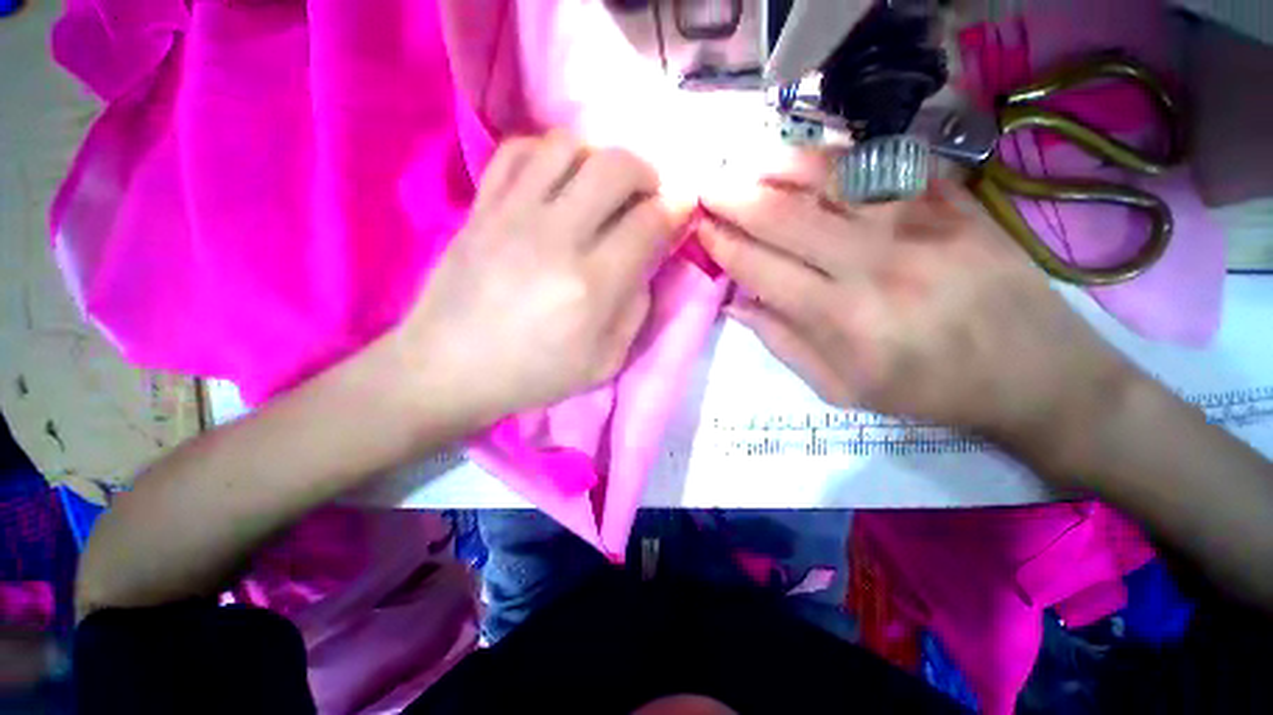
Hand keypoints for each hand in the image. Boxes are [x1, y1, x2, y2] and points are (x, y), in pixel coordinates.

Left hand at [386, 132, 681, 424]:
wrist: (449, 368)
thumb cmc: (534, 374)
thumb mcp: (605, 362)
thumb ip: (637, 309)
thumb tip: (647, 261)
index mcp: (592, 286)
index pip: (649, 223)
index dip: (675, 208)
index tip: (681, 207)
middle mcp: (556, 238)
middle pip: (615, 167)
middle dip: (646, 172)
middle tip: (647, 194)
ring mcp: (513, 215)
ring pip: (568, 146)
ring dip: (599, 157)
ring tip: (602, 186)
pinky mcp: (482, 208)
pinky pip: (518, 152)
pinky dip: (547, 153)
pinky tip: (556, 180)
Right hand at [698, 166, 1134, 465]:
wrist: (1035, 373)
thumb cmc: (928, 391)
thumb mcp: (841, 389)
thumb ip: (783, 344)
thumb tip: (735, 304)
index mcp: (841, 318)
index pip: (759, 268)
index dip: (723, 245)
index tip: (698, 228)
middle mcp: (873, 264)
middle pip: (784, 216)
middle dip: (733, 198)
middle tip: (705, 186)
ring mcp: (919, 223)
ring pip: (829, 177)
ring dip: (775, 166)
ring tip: (743, 162)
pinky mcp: (953, 201)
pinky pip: (882, 163)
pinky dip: (835, 156)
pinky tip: (806, 156)